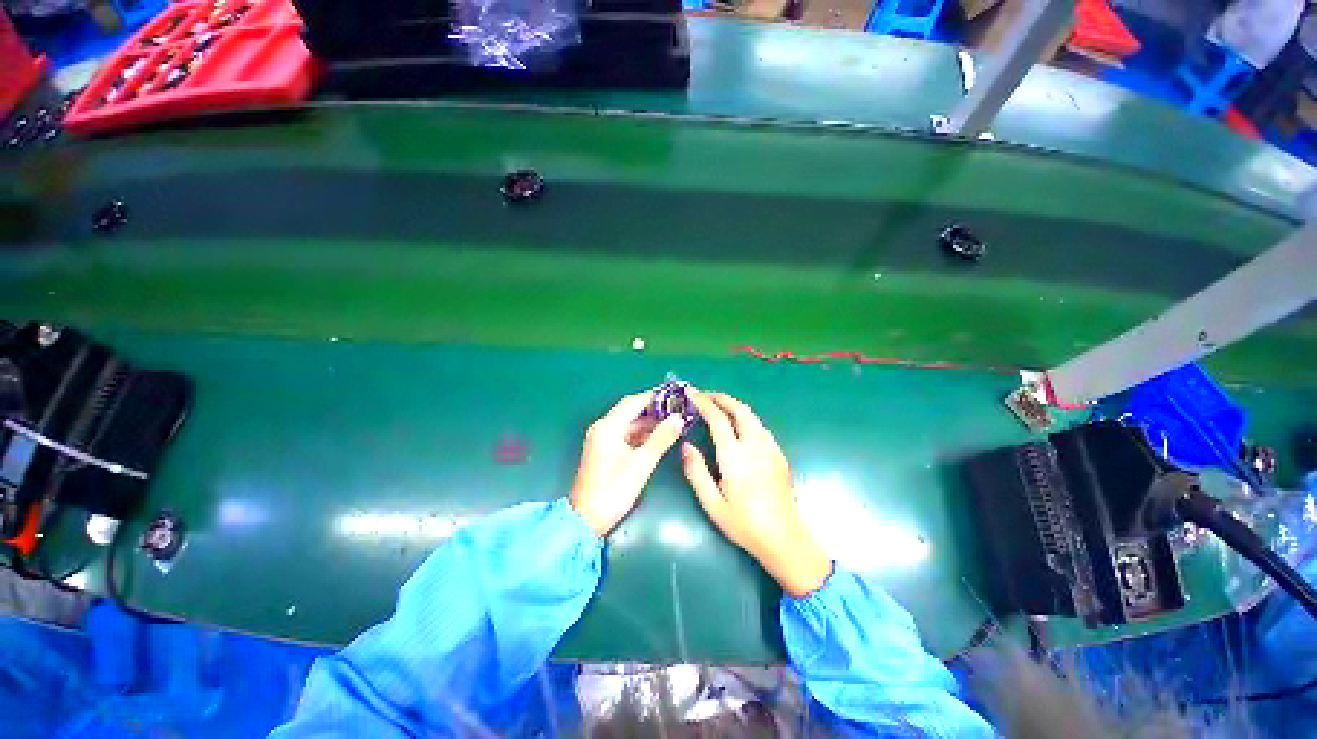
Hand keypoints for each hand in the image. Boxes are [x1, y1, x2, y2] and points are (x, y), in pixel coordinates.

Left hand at [570, 391, 684, 536]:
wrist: (587, 518)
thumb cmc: (613, 490)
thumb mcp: (641, 463)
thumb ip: (661, 438)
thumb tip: (678, 418)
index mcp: (608, 426)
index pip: (634, 402)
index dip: (656, 396)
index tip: (676, 394)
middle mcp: (603, 427)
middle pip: (631, 410)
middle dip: (654, 408)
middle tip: (677, 407)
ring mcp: (603, 438)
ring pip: (629, 422)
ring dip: (649, 421)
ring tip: (673, 421)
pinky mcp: (605, 450)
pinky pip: (626, 434)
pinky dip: (641, 433)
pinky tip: (658, 436)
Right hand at [681, 391, 831, 596]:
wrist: (785, 538)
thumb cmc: (744, 524)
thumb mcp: (712, 503)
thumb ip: (696, 471)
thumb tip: (686, 445)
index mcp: (735, 455)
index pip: (717, 418)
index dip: (703, 402)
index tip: (691, 392)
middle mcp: (755, 445)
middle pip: (739, 409)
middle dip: (721, 397)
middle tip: (704, 396)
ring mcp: (770, 448)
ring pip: (752, 416)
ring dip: (734, 406)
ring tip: (719, 407)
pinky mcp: (779, 455)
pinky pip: (760, 427)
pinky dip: (746, 418)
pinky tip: (739, 427)